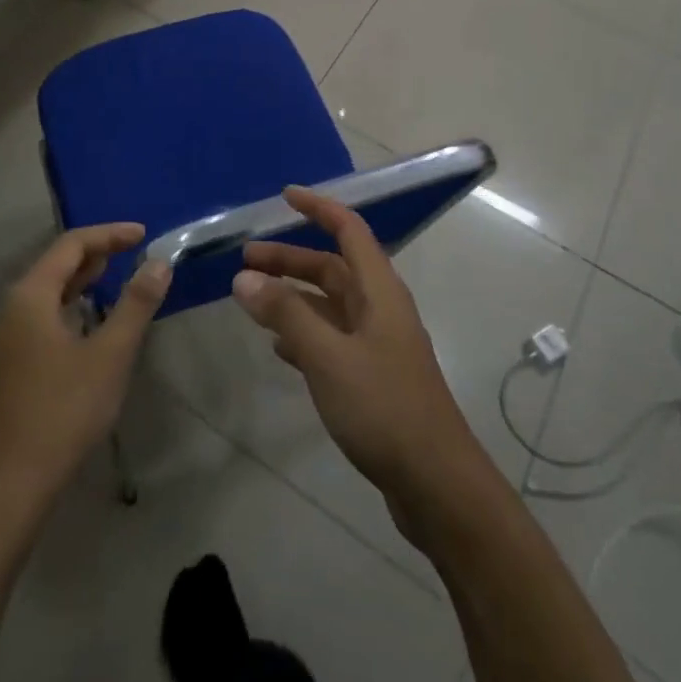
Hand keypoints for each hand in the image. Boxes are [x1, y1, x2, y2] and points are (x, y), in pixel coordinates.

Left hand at [0, 224, 171, 497]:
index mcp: (32, 295)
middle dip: (98, 252)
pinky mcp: (14, 364)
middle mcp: (16, 307)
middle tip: (135, 251)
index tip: (144, 233)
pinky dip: (74, 305)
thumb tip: (159, 262)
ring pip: (51, 291)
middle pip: (58, 263)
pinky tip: (93, 322)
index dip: (109, 234)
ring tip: (118, 276)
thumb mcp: (109, 355)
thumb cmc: (61, 413)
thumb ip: (135, 304)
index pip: (73, 244)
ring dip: (85, 279)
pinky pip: (47, 315)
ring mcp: (11, 338)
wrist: (7, 488)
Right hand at [230, 188, 479, 513]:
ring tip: (254, 299)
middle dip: (291, 258)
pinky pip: (332, 339)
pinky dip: (304, 333)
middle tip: (246, 258)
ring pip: (330, 304)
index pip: (348, 230)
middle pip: (333, 267)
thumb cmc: (384, 407)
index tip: (285, 196)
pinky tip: (279, 346)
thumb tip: (244, 276)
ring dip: (294, 296)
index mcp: (378, 291)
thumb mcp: (328, 356)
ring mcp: (378, 344)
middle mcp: (380, 308)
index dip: (318, 208)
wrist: (437, 485)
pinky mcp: (374, 378)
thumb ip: (286, 313)